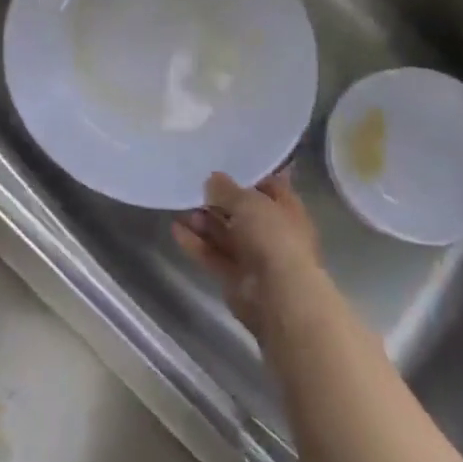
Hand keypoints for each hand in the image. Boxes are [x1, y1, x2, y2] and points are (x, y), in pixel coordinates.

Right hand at [173, 170, 327, 341]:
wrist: (281, 297)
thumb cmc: (274, 237)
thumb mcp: (248, 201)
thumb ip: (226, 189)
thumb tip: (212, 180)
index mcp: (286, 209)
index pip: (268, 186)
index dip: (246, 176)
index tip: (221, 164)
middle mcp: (272, 232)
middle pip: (242, 212)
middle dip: (218, 201)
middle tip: (194, 186)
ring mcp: (254, 258)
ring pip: (225, 235)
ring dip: (204, 222)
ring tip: (182, 208)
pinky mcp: (235, 279)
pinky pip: (213, 256)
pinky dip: (196, 244)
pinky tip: (176, 230)